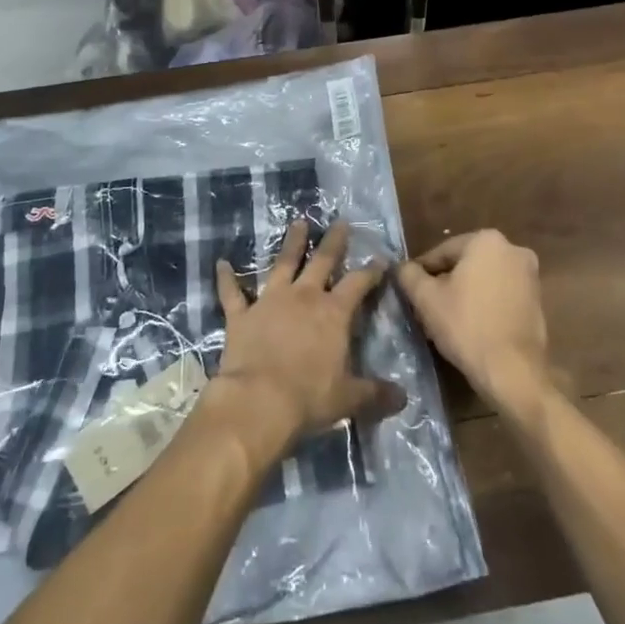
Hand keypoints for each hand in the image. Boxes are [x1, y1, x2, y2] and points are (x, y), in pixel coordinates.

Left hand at [207, 221, 404, 455]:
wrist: (258, 401)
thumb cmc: (308, 398)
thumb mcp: (348, 399)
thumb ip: (376, 394)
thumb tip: (403, 397)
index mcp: (334, 313)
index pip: (358, 284)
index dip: (371, 271)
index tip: (380, 259)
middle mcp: (303, 298)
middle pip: (322, 261)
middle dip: (333, 241)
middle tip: (340, 222)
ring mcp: (269, 301)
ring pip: (282, 264)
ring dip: (291, 243)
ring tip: (298, 222)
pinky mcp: (241, 315)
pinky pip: (232, 293)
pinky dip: (226, 278)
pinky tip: (221, 264)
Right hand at [396, 230, 548, 415]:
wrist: (513, 370)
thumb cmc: (466, 326)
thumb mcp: (426, 299)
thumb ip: (408, 275)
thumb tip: (401, 267)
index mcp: (487, 240)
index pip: (442, 252)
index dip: (422, 272)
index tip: (410, 291)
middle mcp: (513, 249)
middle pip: (465, 264)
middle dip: (445, 282)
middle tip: (426, 307)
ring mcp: (530, 275)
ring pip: (484, 279)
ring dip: (465, 293)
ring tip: (446, 319)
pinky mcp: (538, 299)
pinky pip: (501, 294)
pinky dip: (485, 303)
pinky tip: (471, 326)